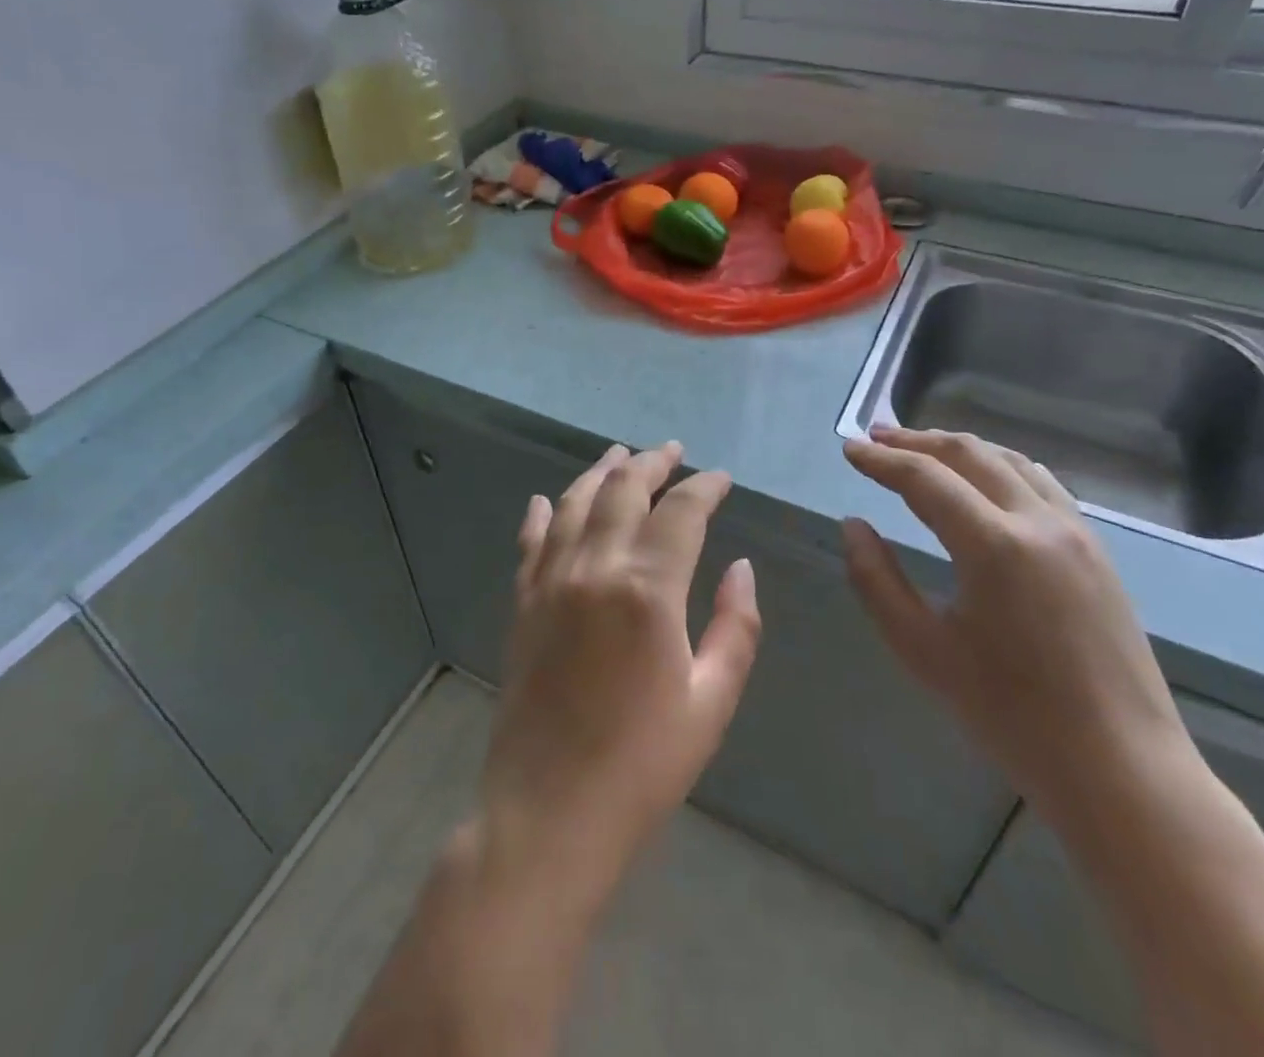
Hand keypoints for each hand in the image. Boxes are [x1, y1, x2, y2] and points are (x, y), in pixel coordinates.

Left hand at [476, 442, 761, 902]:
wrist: (549, 812)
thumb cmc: (643, 764)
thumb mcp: (711, 701)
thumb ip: (734, 627)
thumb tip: (741, 567)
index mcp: (647, 589)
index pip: (681, 512)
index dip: (705, 487)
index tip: (721, 479)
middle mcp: (594, 568)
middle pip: (623, 490)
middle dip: (652, 464)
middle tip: (673, 451)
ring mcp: (550, 582)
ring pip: (574, 504)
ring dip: (600, 472)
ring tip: (620, 454)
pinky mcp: (522, 604)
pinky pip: (531, 541)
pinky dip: (542, 514)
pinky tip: (544, 500)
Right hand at [842, 427, 1195, 831]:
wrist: (1121, 769)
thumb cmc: (1011, 715)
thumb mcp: (923, 650)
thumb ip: (877, 580)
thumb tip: (853, 525)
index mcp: (994, 546)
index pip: (924, 478)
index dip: (881, 460)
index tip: (849, 449)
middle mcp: (1039, 522)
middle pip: (970, 454)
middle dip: (917, 441)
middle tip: (876, 437)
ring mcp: (1076, 533)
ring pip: (1010, 461)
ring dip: (960, 448)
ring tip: (922, 448)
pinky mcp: (1096, 551)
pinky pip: (1041, 484)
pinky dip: (999, 466)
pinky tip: (983, 480)